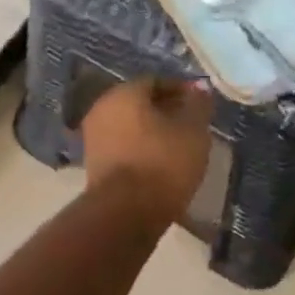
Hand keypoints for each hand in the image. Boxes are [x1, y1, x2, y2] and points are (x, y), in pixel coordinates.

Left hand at [80, 76, 214, 224]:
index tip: (200, 106)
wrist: (124, 214)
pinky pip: (123, 146)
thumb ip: (198, 105)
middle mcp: (103, 107)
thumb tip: (200, 87)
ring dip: (153, 131)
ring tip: (179, 147)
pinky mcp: (93, 164)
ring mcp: (94, 136)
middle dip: (166, 111)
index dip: (181, 91)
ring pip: (130, 125)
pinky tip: (160, 164)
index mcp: (124, 92)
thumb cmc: (162, 163)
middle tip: (191, 126)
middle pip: (140, 102)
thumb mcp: (193, 131)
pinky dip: (141, 149)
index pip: (156, 81)